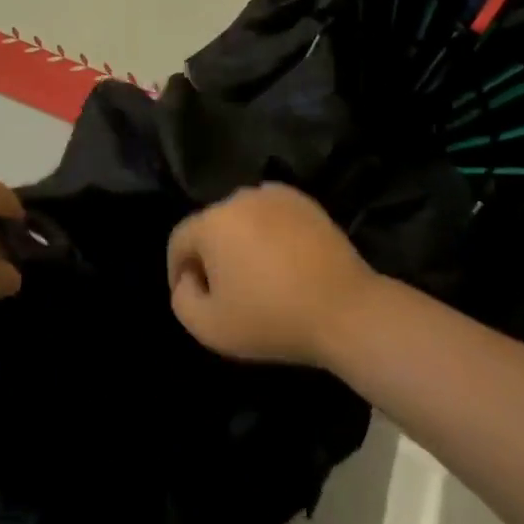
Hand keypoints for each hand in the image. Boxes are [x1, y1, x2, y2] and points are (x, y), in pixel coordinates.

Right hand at [166, 183, 373, 366]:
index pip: (179, 240)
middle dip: (211, 255)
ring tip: (258, 274)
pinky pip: (271, 214)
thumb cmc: (272, 320)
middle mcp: (237, 198)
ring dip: (240, 241)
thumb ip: (182, 299)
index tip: (192, 295)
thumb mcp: (210, 328)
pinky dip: (269, 232)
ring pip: (241, 218)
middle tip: (226, 289)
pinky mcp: (303, 201)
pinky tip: (283, 260)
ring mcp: (273, 195)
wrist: (346, 311)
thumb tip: (191, 277)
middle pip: (210, 227)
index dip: (177, 269)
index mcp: (211, 222)